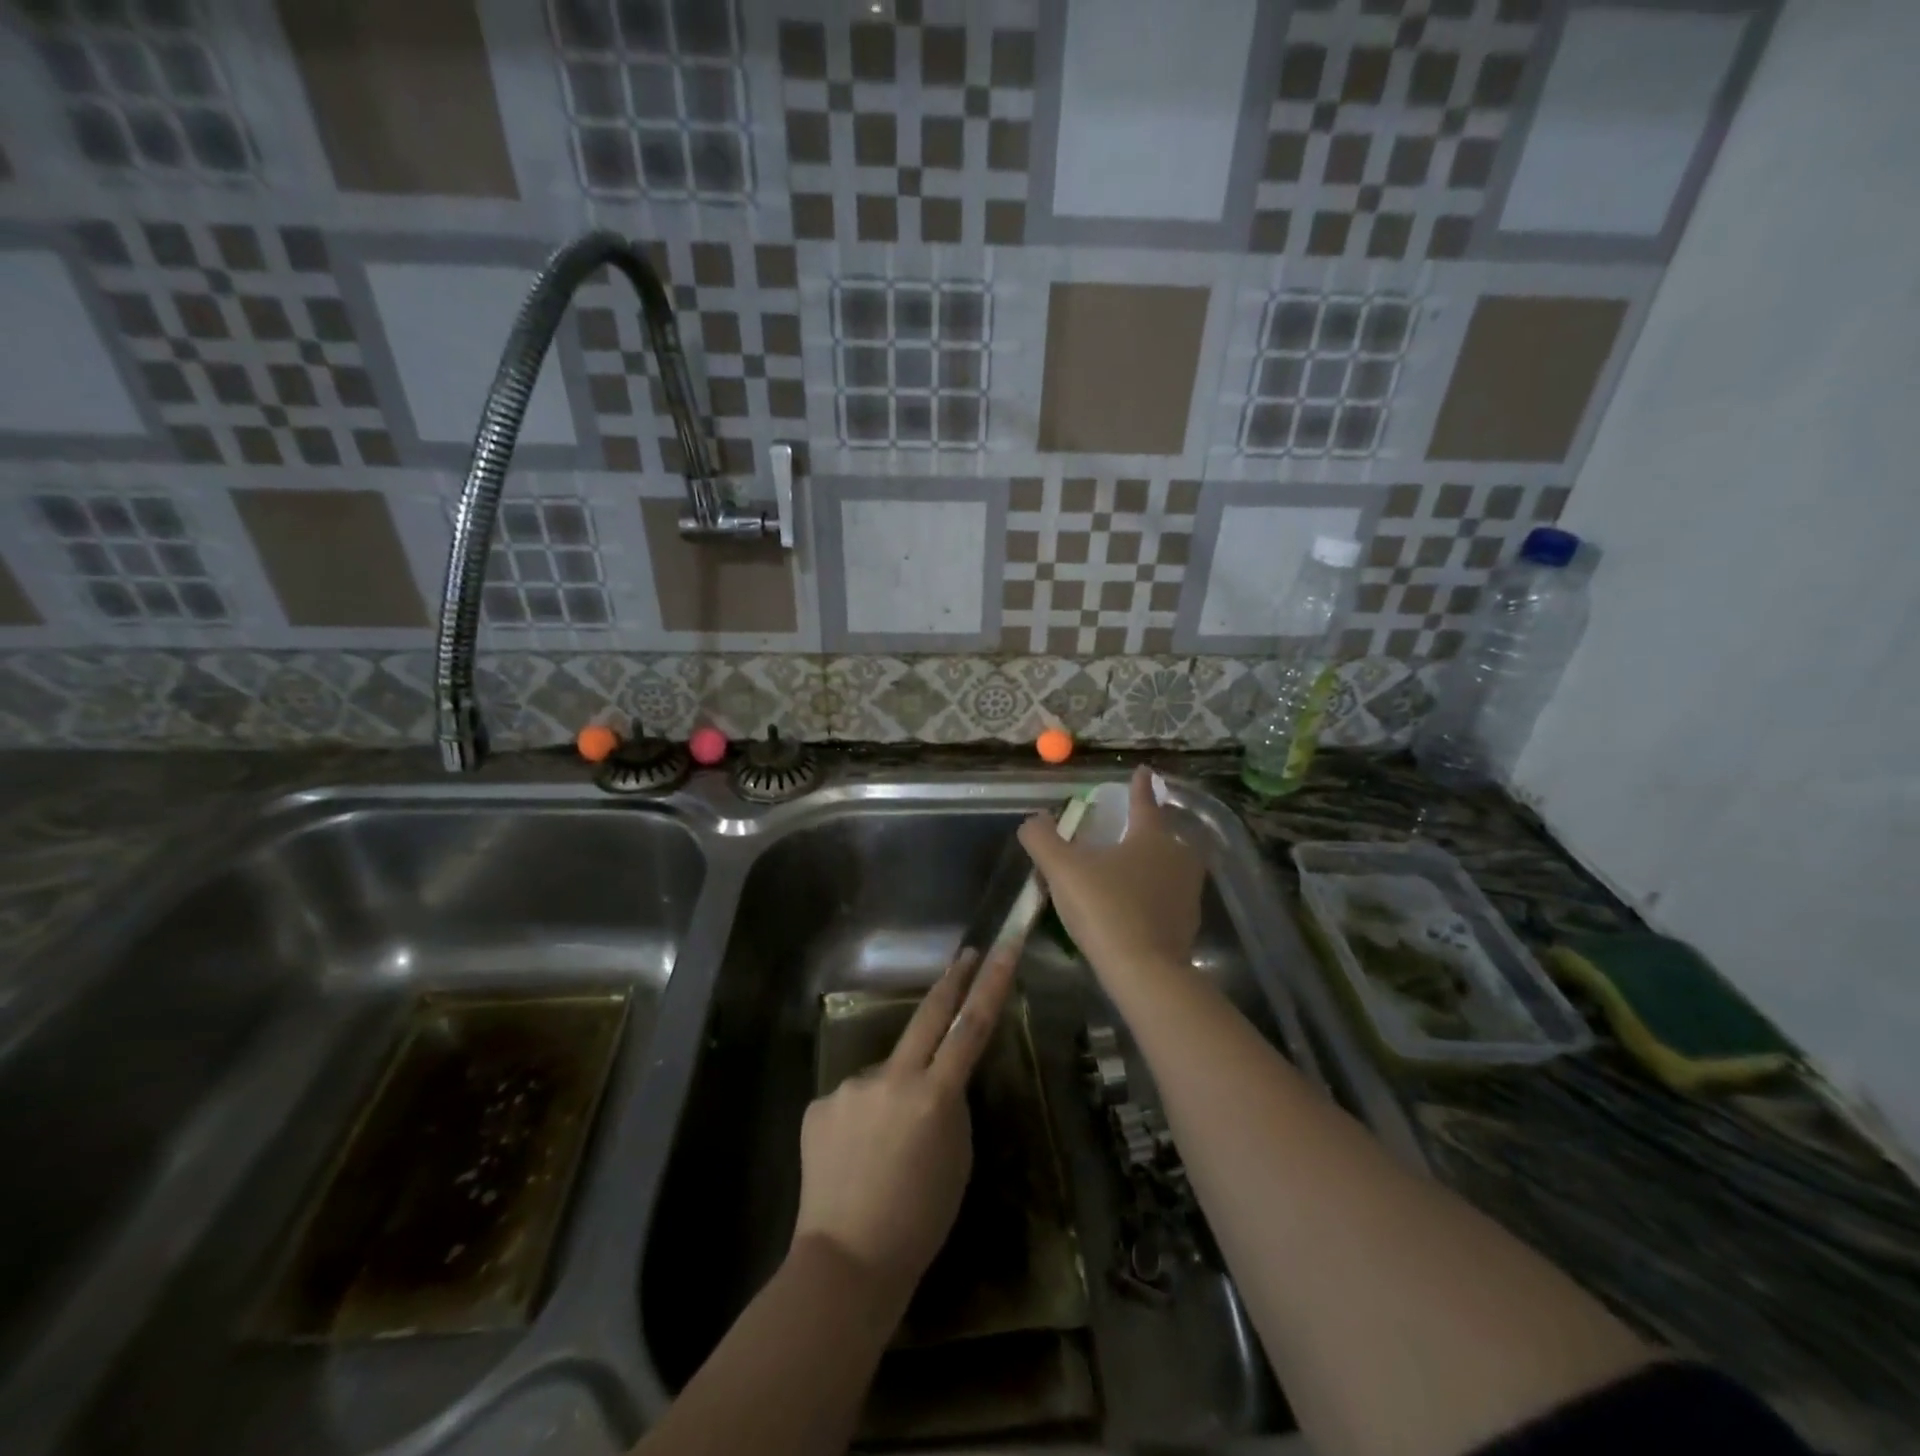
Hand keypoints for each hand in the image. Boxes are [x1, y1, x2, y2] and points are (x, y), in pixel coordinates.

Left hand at [791, 945, 1018, 1318]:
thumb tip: (936, 1080)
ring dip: (892, 1094)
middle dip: (951, 981)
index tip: (1001, 948)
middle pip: (927, 1016)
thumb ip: (950, 1107)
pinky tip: (854, 1159)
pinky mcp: (819, 1102)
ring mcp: (850, 1086)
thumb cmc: (918, 1221)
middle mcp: (891, 1077)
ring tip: (884, 1149)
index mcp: (933, 1095)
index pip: (971, 1027)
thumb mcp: (957, 1160)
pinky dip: (861, 1119)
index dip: (991, 984)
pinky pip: (852, 1101)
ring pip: (884, 1075)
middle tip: (966, 956)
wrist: (844, 1263)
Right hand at [1019, 766, 1206, 980]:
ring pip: (1169, 866)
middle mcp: (1177, 857)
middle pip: (1163, 834)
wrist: (1144, 971)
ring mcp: (1187, 892)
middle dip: (1148, 827)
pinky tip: (1133, 905)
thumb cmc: (1105, 908)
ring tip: (1128, 867)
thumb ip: (1043, 839)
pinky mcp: (1187, 924)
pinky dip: (1153, 893)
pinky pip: (1168, 896)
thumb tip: (1033, 820)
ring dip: (1152, 862)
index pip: (1145, 801)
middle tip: (1128, 827)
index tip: (1144, 770)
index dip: (1141, 785)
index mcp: (1152, 836)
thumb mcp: (1063, 870)